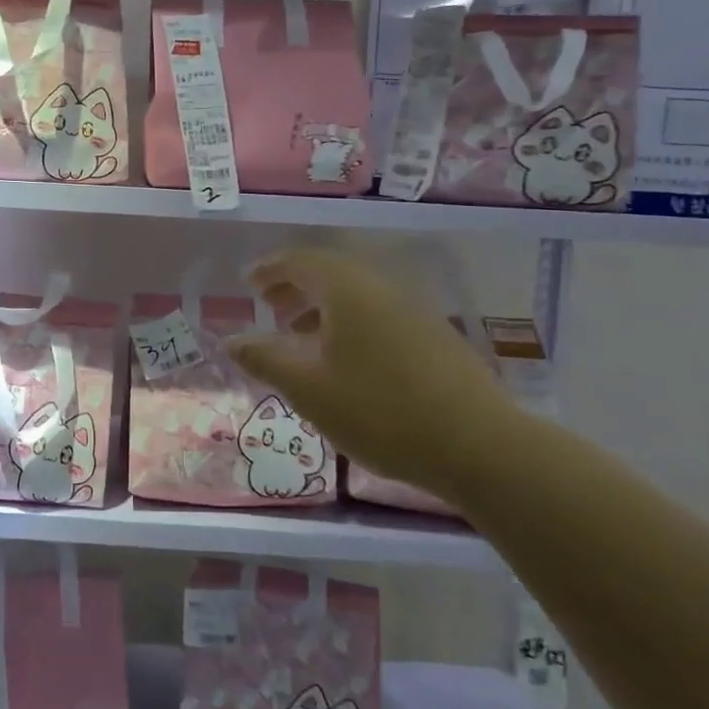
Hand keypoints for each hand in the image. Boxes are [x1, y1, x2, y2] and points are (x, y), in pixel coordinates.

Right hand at [225, 248, 521, 504]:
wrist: (478, 446)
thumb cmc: (379, 411)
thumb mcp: (308, 388)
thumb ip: (264, 359)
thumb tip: (229, 340)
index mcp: (348, 290)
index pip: (301, 261)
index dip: (270, 269)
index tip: (248, 284)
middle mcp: (382, 289)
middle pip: (331, 273)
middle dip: (295, 286)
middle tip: (269, 307)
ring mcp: (414, 312)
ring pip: (357, 295)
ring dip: (322, 307)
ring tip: (300, 335)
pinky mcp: (435, 337)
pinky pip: (379, 314)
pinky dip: (350, 324)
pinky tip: (345, 361)